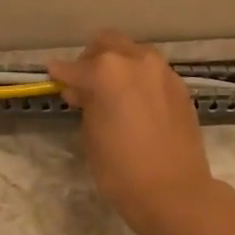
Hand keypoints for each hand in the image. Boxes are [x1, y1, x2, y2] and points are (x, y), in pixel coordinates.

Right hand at [48, 30, 217, 234]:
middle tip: (85, 85)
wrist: (173, 191)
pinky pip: (153, 72)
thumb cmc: (121, 169)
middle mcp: (137, 60)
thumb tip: (82, 90)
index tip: (54, 78)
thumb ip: (86, 102)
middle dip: (92, 59)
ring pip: (134, 53)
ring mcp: (163, 71)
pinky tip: (136, 104)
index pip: (74, 67)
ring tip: (112, 94)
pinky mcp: (180, 87)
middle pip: (107, 43)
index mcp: (108, 70)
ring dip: (119, 65)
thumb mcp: (91, 134)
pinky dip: (140, 80)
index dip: (61, 74)